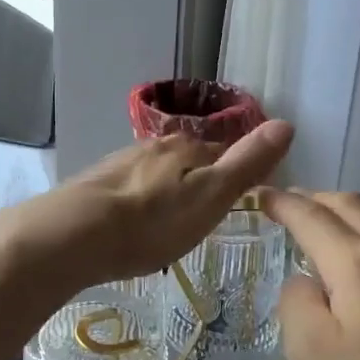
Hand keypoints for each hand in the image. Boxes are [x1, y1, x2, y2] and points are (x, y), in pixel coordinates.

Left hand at [0, 121, 294, 288]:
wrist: (72, 236)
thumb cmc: (152, 222)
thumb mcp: (210, 196)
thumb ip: (246, 164)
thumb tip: (286, 124)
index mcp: (184, 148)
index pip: (221, 152)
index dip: (233, 174)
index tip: (237, 198)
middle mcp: (151, 147)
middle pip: (184, 161)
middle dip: (195, 182)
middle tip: (202, 216)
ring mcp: (118, 164)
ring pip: (153, 174)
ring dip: (163, 193)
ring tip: (167, 224)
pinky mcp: (91, 187)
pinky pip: (125, 191)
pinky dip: (135, 204)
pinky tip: (130, 225)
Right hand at [261, 188, 359, 359]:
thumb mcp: (312, 356)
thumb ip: (297, 305)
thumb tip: (305, 283)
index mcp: (358, 265)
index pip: (312, 217)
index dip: (283, 203)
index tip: (263, 196)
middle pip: (356, 209)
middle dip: (320, 200)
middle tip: (296, 206)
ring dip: (357, 234)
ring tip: (339, 257)